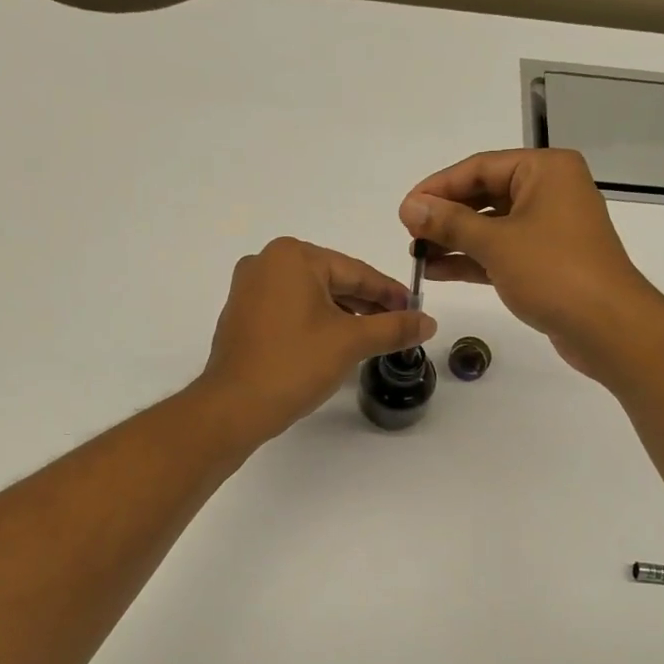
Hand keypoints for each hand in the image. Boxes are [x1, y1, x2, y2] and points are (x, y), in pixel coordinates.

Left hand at [201, 237, 435, 439]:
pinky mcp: (242, 315)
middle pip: (333, 281)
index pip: (356, 272)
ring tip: (372, 338)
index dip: (390, 293)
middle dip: (367, 305)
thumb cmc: (294, 364)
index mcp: (292, 256)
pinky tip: (335, 343)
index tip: (416, 310)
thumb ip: (394, 327)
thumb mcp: (352, 342)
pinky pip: (291, 310)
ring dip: (344, 315)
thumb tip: (429, 322)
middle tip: (399, 326)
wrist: (234, 407)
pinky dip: (316, 322)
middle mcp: (266, 262)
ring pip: (312, 297)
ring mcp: (249, 289)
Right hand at [399, 149, 659, 375]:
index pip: (480, 167)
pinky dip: (473, 260)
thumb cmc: (554, 272)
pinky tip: (439, 271)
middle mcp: (550, 191)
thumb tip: (410, 206)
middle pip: (486, 195)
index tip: (405, 209)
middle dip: (446, 216)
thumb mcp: (496, 243)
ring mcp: (550, 229)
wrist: (608, 326)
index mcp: (545, 170)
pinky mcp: (547, 262)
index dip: (438, 187)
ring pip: (492, 227)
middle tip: (409, 234)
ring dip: (455, 241)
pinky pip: (502, 252)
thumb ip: (449, 223)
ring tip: (417, 256)